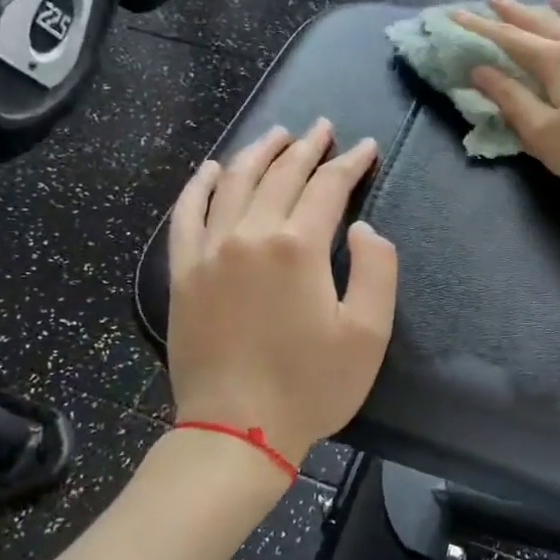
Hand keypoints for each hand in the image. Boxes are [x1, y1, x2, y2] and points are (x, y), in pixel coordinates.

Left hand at [166, 121, 397, 463]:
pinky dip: (198, 186)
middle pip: (280, 174)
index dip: (350, 163)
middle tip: (323, 127)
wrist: (236, 431)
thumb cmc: (310, 386)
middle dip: (307, 147)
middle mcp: (250, 234)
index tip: (366, 147)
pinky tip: (210, 170)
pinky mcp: (182, 272)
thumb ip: (376, 270)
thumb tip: (360, 228)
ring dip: (258, 153)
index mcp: (298, 247)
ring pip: (233, 182)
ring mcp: (209, 251)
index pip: (328, 187)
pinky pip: (186, 214)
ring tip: (277, 135)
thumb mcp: (369, 334)